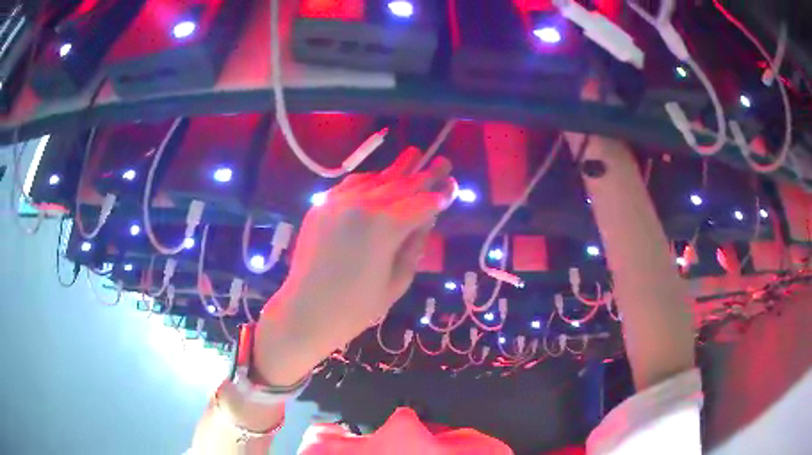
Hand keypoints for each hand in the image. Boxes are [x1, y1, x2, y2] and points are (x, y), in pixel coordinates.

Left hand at [255, 147, 455, 384]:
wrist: (305, 311)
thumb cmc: (356, 308)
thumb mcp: (397, 282)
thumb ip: (414, 247)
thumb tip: (426, 220)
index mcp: (386, 226)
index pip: (422, 204)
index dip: (441, 195)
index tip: (453, 184)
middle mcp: (363, 205)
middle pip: (402, 185)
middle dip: (425, 173)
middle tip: (442, 160)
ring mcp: (339, 202)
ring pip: (376, 179)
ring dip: (397, 169)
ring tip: (413, 154)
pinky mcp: (321, 205)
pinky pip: (350, 185)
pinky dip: (369, 180)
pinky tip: (378, 178)